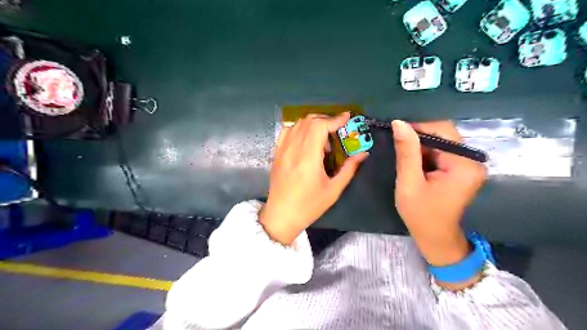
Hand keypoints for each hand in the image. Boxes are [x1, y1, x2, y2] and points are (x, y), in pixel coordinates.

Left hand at [260, 114, 364, 244]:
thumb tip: (363, 153)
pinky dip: (299, 128)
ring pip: (297, 124)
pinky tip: (306, 140)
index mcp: (308, 158)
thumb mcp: (333, 190)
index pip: (320, 127)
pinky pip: (287, 131)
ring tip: (322, 138)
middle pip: (309, 121)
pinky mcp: (276, 153)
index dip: (335, 119)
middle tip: (337, 130)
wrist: (281, 215)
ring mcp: (282, 150)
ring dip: (313, 124)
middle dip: (326, 120)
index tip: (347, 117)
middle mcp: (293, 149)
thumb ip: (349, 169)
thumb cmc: (309, 206)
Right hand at [394, 119, 486, 276]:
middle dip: (418, 138)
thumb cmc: (421, 214)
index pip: (442, 130)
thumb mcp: (408, 183)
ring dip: (420, 146)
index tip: (396, 131)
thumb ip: (406, 152)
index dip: (418, 127)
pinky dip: (425, 154)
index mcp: (463, 164)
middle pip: (443, 135)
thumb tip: (399, 123)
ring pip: (440, 142)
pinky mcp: (461, 169)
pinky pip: (441, 152)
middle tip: (397, 146)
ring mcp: (468, 165)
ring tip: (404, 158)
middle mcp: (471, 160)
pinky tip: (414, 164)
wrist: (435, 238)